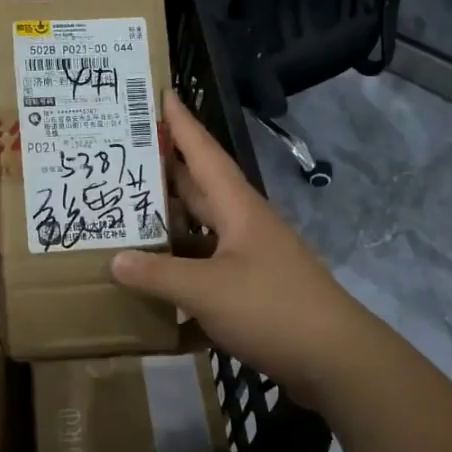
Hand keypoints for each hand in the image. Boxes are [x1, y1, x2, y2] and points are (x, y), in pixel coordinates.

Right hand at [111, 92, 377, 408]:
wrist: (336, 359)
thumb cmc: (272, 308)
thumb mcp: (208, 290)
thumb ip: (159, 275)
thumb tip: (115, 260)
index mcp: (237, 208)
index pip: (204, 153)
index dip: (183, 124)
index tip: (162, 93)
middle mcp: (243, 224)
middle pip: (200, 187)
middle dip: (166, 168)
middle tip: (126, 152)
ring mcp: (249, 257)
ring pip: (202, 228)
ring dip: (170, 219)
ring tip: (128, 209)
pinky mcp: (251, 287)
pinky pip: (206, 264)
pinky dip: (181, 264)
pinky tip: (154, 274)